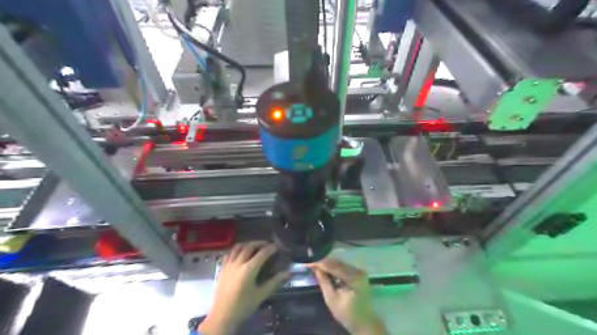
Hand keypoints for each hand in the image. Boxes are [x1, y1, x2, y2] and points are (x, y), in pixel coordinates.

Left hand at [199, 240, 290, 334]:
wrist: (222, 316)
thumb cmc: (243, 306)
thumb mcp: (261, 295)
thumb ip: (274, 282)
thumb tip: (287, 273)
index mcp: (249, 270)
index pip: (262, 254)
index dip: (270, 248)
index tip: (277, 246)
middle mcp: (238, 263)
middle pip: (249, 246)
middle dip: (260, 243)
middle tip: (267, 244)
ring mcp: (229, 264)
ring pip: (238, 247)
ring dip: (248, 244)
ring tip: (255, 246)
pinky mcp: (222, 268)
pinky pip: (229, 253)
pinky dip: (237, 249)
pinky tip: (240, 252)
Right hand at [310, 259, 389, 334]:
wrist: (364, 322)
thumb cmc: (347, 314)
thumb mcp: (331, 299)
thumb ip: (323, 281)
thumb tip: (314, 267)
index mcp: (353, 277)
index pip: (333, 266)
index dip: (320, 263)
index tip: (308, 262)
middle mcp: (358, 270)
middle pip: (337, 263)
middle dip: (323, 263)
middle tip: (310, 263)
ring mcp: (359, 271)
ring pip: (340, 264)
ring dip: (328, 264)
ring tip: (315, 265)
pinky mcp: (358, 273)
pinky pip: (343, 267)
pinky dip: (334, 268)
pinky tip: (325, 269)